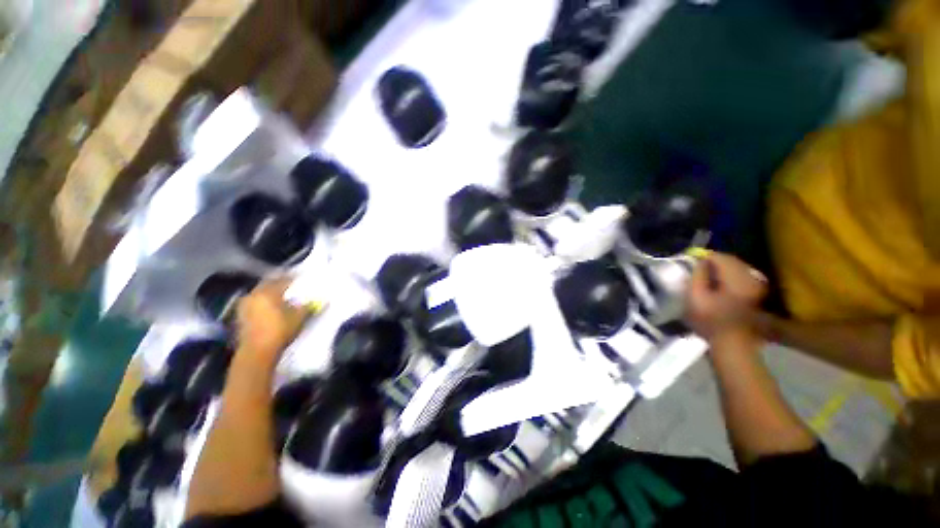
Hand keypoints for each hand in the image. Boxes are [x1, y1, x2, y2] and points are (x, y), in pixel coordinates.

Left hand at [236, 278, 308, 363]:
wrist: (257, 352)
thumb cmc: (279, 330)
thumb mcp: (299, 317)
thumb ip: (307, 305)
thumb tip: (316, 299)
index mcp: (268, 291)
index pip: (283, 279)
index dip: (293, 278)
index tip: (301, 278)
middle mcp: (254, 294)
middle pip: (268, 284)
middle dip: (279, 284)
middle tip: (290, 285)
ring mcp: (244, 306)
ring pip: (259, 294)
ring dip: (269, 294)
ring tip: (280, 297)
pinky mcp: (240, 317)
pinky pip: (254, 304)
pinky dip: (262, 304)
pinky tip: (270, 308)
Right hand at [684, 253, 766, 346]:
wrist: (732, 345)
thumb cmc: (709, 321)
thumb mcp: (694, 297)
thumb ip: (697, 276)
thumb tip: (700, 262)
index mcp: (736, 278)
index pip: (719, 257)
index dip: (703, 257)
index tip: (691, 261)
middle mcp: (750, 278)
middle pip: (731, 260)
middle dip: (714, 262)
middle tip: (697, 268)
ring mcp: (757, 286)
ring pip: (737, 268)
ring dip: (722, 269)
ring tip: (707, 277)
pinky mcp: (757, 294)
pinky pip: (742, 277)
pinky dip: (729, 277)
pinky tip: (720, 286)